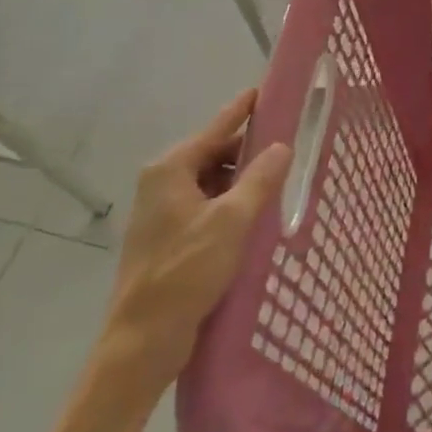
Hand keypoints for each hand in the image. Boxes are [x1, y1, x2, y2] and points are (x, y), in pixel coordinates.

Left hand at [97, 89, 290, 402]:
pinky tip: (257, 216)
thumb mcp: (232, 221)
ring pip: (212, 182)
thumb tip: (282, 146)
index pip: (216, 127)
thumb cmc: (185, 272)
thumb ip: (260, 179)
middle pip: (214, 153)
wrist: (142, 341)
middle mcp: (162, 183)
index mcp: (170, 170)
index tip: (266, 90)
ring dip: (242, 182)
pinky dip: (231, 204)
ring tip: (280, 183)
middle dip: (249, 151)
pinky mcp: (169, 238)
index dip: (243, 109)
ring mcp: (163, 212)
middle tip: (289, 147)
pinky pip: (207, 206)